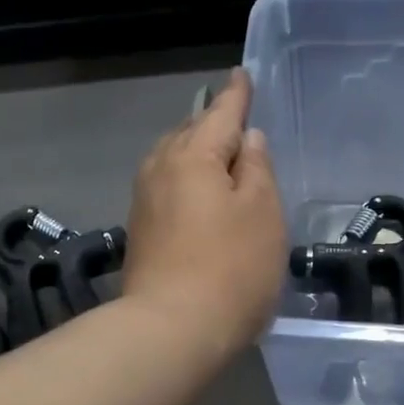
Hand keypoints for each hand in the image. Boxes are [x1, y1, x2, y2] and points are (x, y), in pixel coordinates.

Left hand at [124, 68, 285, 355]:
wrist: (171, 330)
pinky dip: (187, 183)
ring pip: (174, 162)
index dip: (237, 95)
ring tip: (219, 157)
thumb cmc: (231, 269)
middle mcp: (161, 168)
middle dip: (213, 123)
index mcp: (194, 155)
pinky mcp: (140, 233)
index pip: (221, 112)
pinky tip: (199, 197)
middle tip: (236, 119)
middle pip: (191, 134)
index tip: (242, 75)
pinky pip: (167, 189)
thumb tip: (246, 140)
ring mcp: (144, 202)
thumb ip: (258, 169)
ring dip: (197, 154)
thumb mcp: (263, 214)